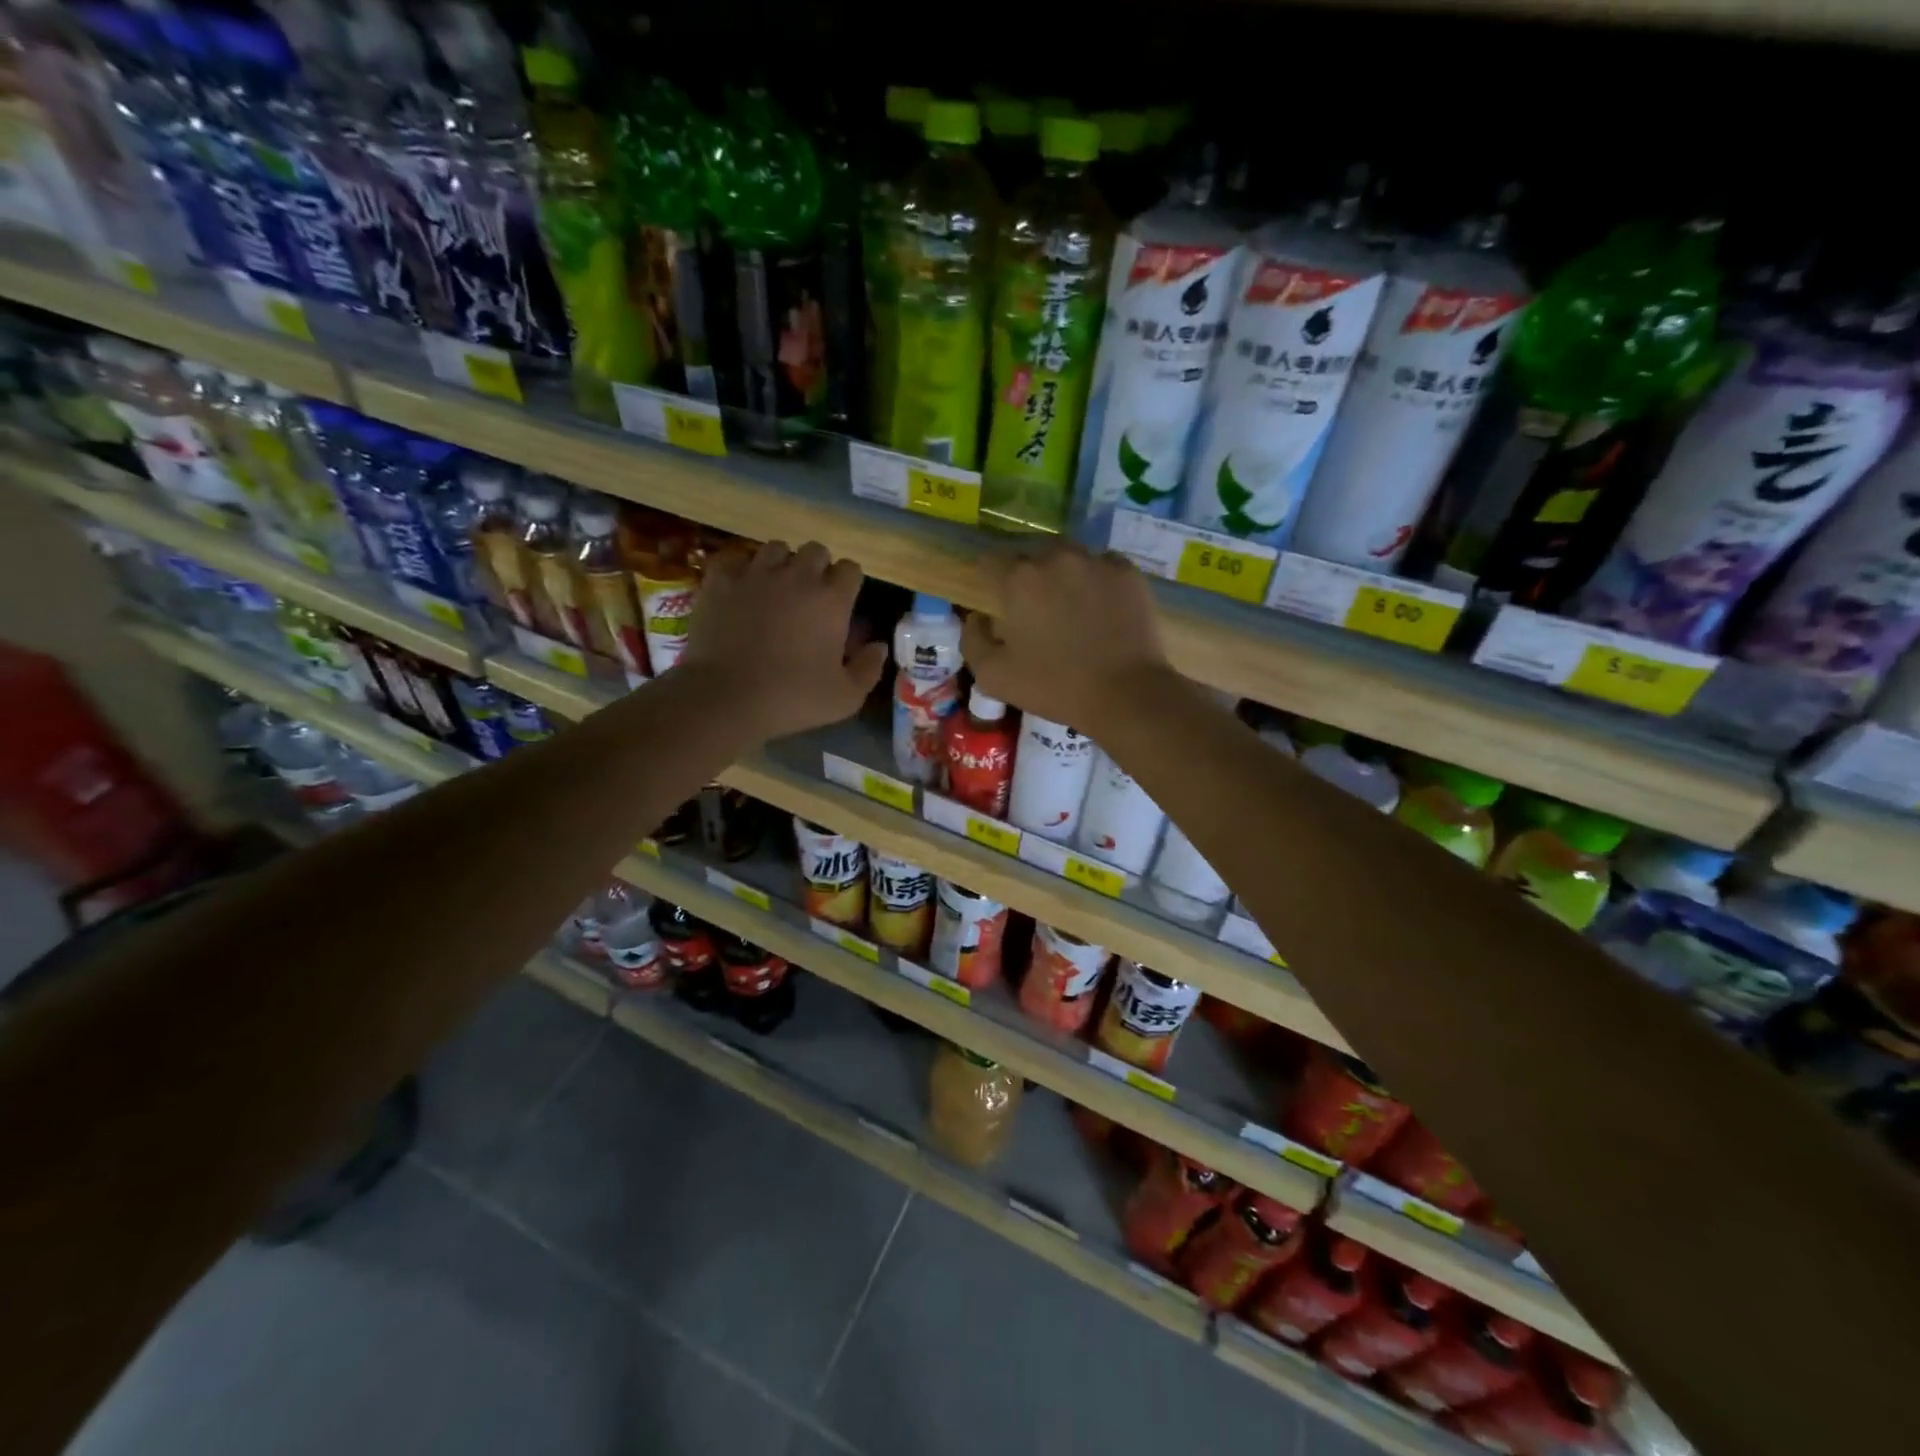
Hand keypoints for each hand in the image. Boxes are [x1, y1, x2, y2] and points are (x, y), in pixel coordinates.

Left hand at [680, 540, 885, 741]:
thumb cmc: (792, 698)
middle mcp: (797, 576)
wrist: (726, 697)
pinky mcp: (720, 581)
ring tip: (776, 587)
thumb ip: (869, 669)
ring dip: (782, 563)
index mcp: (831, 600)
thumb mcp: (845, 697)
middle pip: (816, 550)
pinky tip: (742, 586)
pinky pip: (735, 558)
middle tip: (810, 596)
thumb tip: (879, 646)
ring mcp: (756, 574)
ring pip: (776, 548)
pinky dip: (741, 568)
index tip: (842, 604)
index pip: (850, 569)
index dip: (848, 584)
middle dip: (818, 568)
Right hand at [963, 540, 1172, 732]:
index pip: (990, 561)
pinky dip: (1096, 582)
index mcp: (1019, 578)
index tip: (996, 602)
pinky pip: (1103, 567)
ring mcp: (1097, 561)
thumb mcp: (993, 676)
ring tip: (1071, 607)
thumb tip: (978, 617)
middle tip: (1035, 610)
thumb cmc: (1054, 686)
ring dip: (1064, 575)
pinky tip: (1100, 610)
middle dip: (1028, 577)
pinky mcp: (1128, 573)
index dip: (989, 580)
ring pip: (1069, 558)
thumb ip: (973, 640)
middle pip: (1032, 555)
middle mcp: (1056, 557)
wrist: (1126, 694)